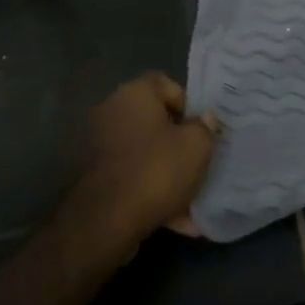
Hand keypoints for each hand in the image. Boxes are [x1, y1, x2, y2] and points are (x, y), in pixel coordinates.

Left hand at [65, 72, 219, 250]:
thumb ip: (205, 127)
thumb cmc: (157, 170)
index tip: (201, 128)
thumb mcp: (197, 146)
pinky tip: (179, 220)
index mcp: (134, 94)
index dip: (187, 103)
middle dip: (180, 142)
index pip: (165, 83)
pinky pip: (135, 177)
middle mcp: (113, 112)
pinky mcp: (98, 178)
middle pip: (156, 120)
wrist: (108, 221)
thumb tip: (205, 119)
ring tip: (194, 198)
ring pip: (147, 153)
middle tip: (201, 160)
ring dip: (170, 172)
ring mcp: (102, 146)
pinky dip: (154, 193)